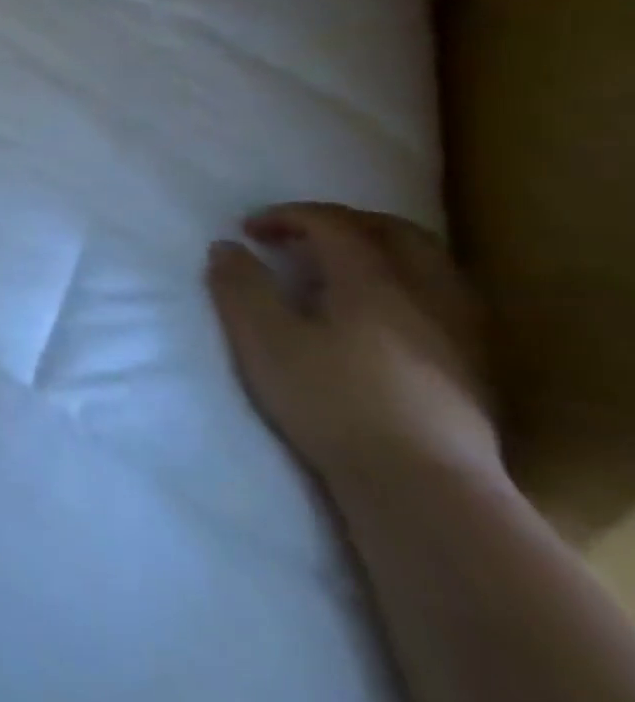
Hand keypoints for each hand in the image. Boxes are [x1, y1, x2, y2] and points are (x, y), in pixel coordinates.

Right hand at [205, 202, 497, 488]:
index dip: (288, 216)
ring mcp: (459, 332)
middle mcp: (425, 294)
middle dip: (345, 222)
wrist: (422, 486)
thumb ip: (241, 287)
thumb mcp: (264, 340)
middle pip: (396, 233)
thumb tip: (228, 246)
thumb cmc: (331, 401)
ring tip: (341, 270)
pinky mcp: (473, 369)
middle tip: (302, 234)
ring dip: (382, 253)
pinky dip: (406, 286)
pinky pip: (443, 301)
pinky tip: (382, 315)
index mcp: (373, 280)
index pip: (333, 224)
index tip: (249, 229)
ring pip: (430, 266)